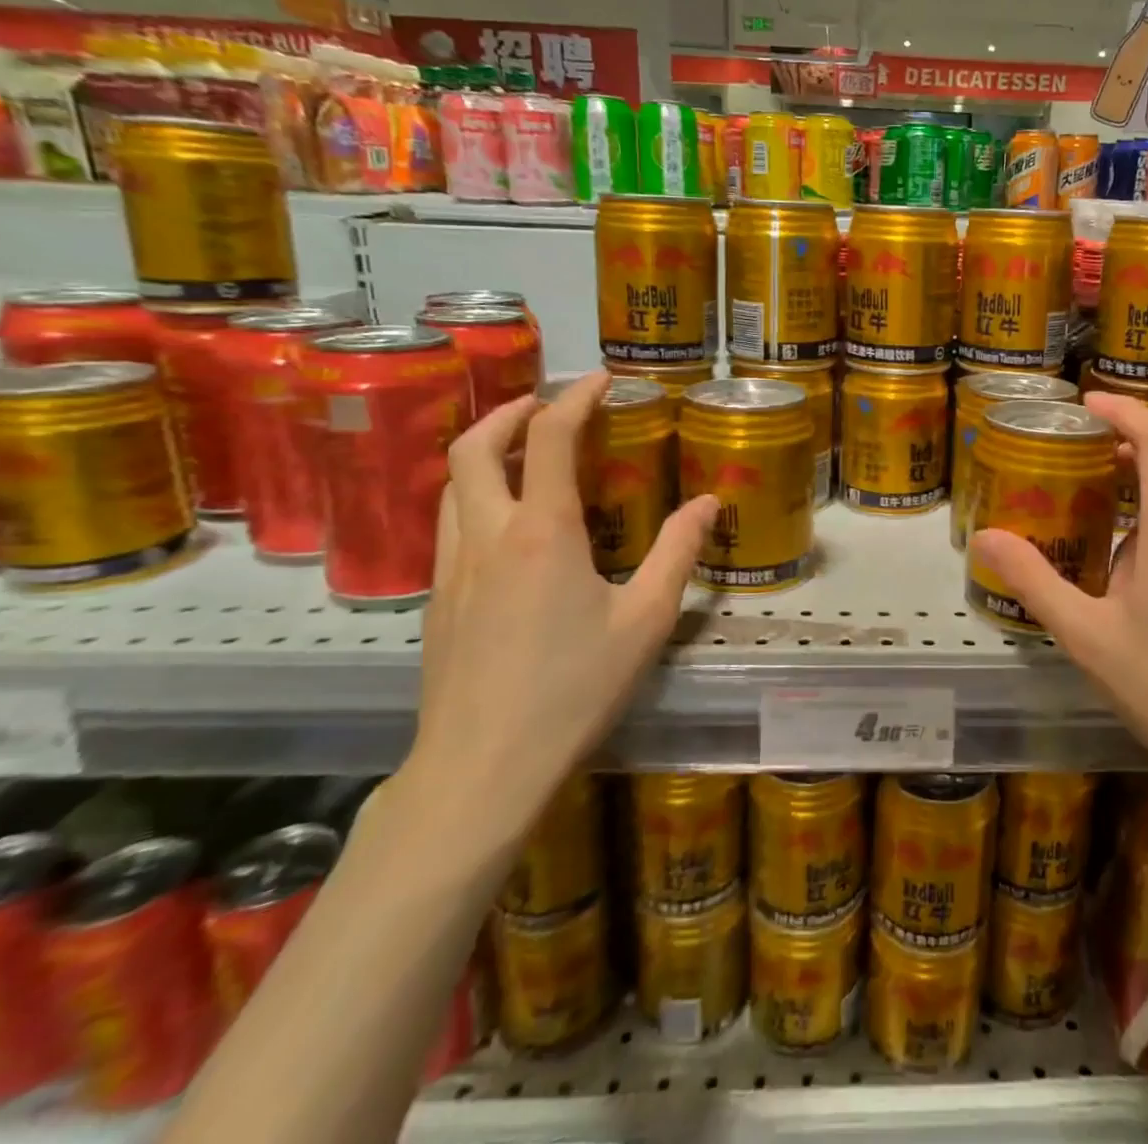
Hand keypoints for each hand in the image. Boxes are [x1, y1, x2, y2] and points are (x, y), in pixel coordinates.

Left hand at [406, 372, 716, 848]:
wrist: (482, 768)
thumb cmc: (574, 691)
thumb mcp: (646, 621)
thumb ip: (678, 553)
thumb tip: (709, 503)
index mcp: (544, 533)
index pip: (551, 438)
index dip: (575, 397)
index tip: (600, 379)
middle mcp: (489, 535)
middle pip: (475, 446)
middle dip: (510, 411)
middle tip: (546, 405)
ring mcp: (453, 568)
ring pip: (452, 483)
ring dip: (485, 450)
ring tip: (524, 452)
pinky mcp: (437, 599)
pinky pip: (448, 523)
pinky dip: (474, 494)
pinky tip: (505, 525)